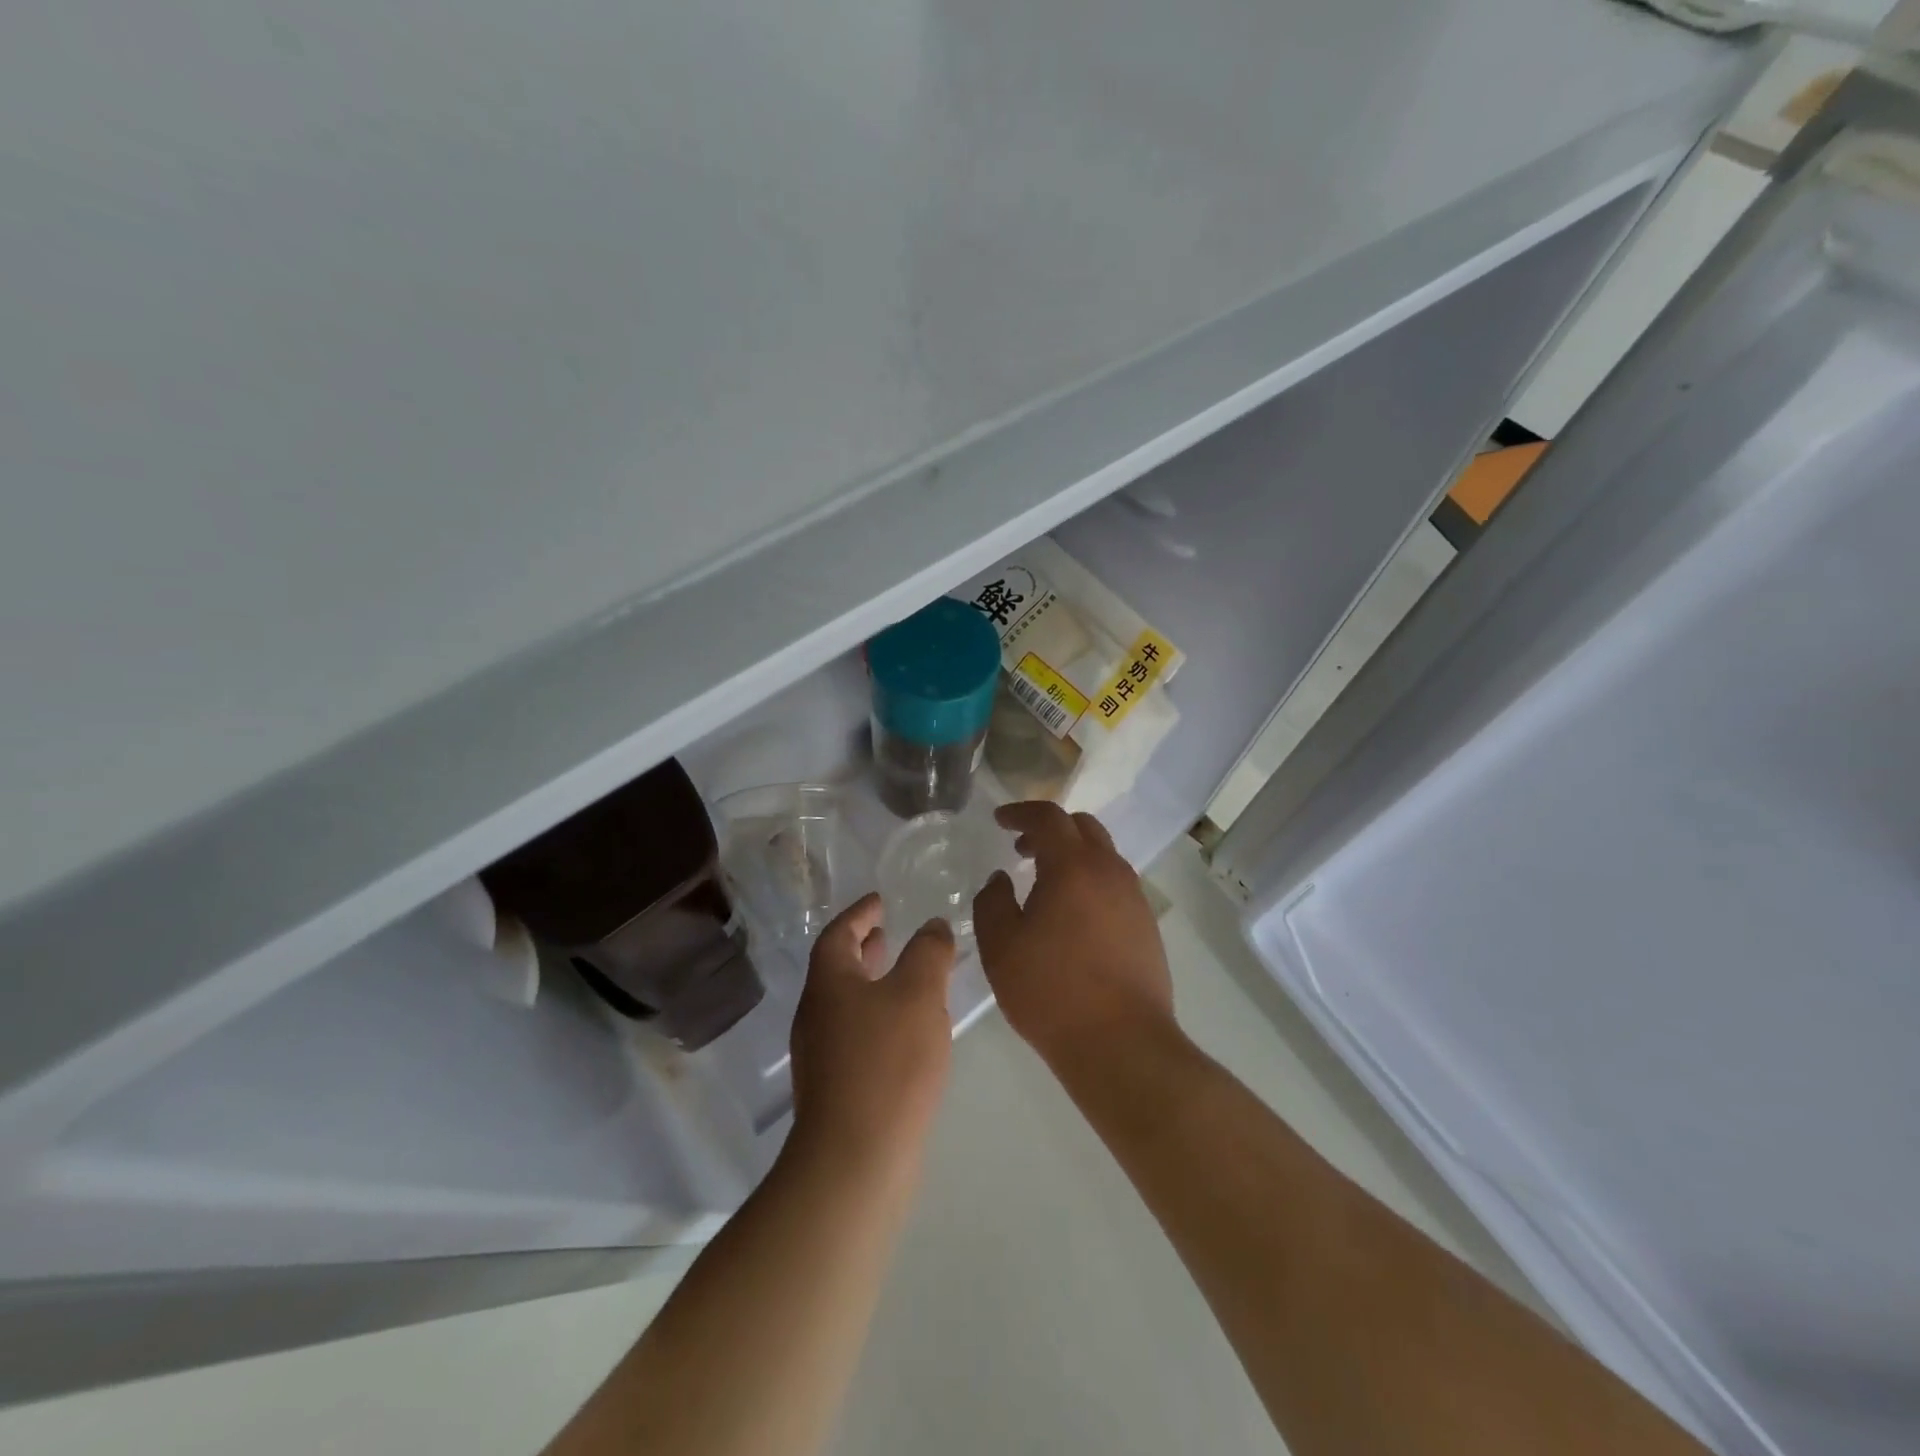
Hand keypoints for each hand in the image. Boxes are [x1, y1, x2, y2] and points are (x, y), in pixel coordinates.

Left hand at [788, 893, 955, 1170]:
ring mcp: (822, 1054)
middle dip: (864, 947)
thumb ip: (928, 953)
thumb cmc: (887, 1063)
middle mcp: (817, 1014)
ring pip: (848, 1002)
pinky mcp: (836, 1087)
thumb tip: (932, 926)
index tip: (880, 901)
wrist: (856, 1159)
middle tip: (889, 933)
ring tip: (905, 978)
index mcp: (829, 983)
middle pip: (837, 968)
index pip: (838, 933)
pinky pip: (856, 1033)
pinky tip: (907, 1031)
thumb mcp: (918, 994)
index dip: (860, 913)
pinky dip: (878, 1016)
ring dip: (872, 982)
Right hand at [973, 802, 1174, 1072]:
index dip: (1020, 812)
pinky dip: (1090, 880)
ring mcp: (1134, 898)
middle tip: (1021, 849)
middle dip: (1049, 829)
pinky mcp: (1146, 925)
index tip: (999, 820)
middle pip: (1082, 827)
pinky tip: (1073, 915)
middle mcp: (1110, 871)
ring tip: (1045, 883)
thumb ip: (992, 902)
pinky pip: (1115, 884)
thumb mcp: (1001, 947)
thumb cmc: (1052, 992)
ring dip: (1072, 855)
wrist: (1122, 1044)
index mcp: (1073, 866)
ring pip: (1103, 855)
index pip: (1048, 817)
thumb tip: (1001, 879)